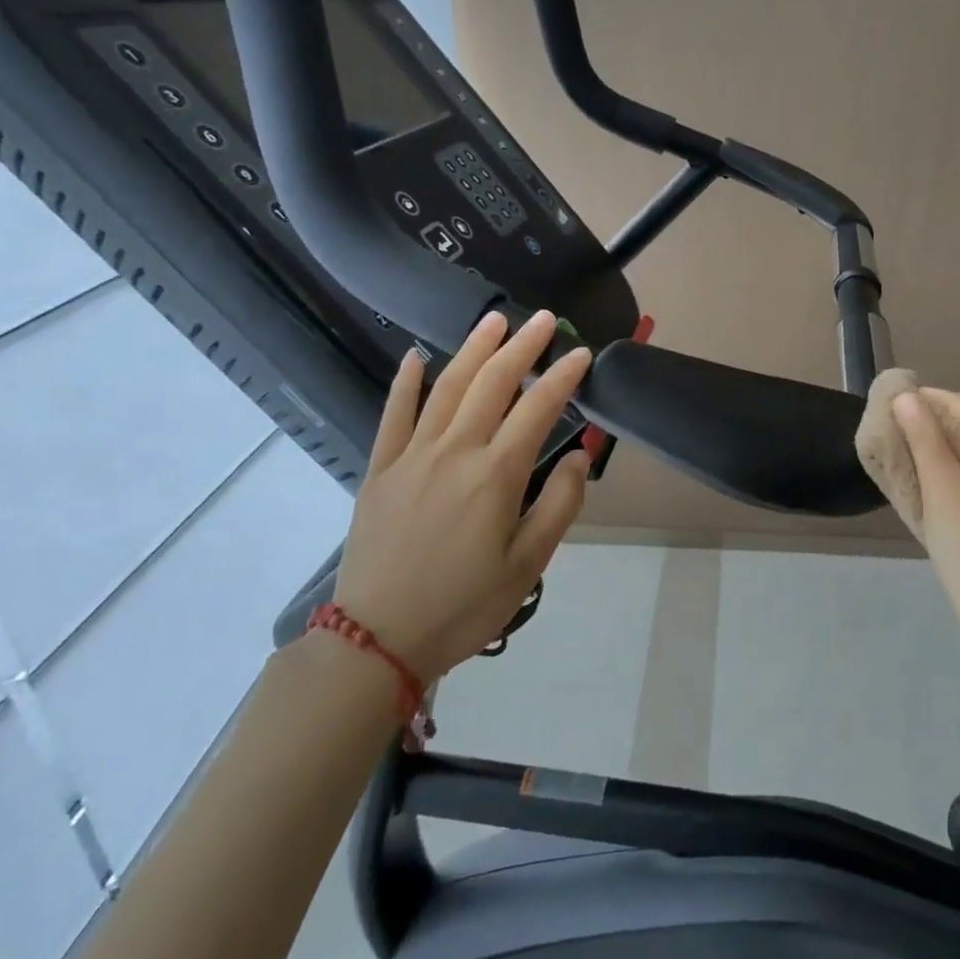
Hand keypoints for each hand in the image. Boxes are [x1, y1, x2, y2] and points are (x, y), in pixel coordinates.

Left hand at [333, 309, 592, 680]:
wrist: (378, 639)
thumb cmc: (464, 604)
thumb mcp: (528, 565)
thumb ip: (559, 505)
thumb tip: (580, 457)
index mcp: (495, 475)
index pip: (538, 409)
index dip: (562, 377)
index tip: (582, 353)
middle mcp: (455, 451)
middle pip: (492, 383)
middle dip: (522, 346)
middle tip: (544, 319)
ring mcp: (412, 456)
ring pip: (447, 387)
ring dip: (473, 349)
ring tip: (494, 320)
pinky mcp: (381, 469)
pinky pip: (394, 415)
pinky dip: (406, 382)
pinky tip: (416, 356)